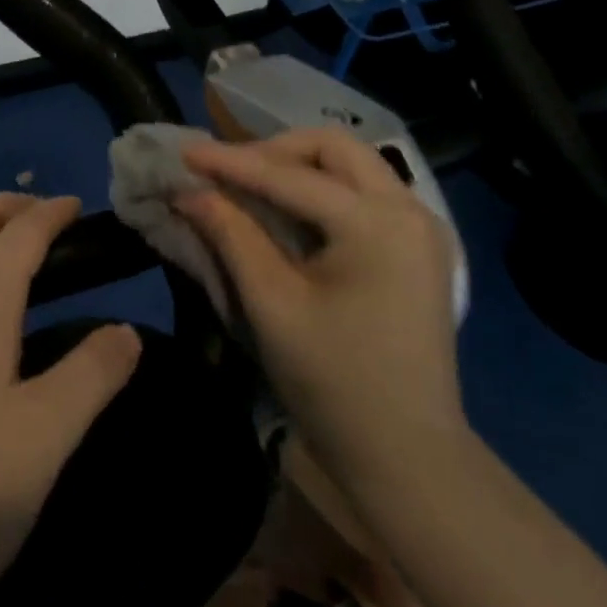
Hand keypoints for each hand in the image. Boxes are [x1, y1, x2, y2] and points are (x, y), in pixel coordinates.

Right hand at [177, 129, 466, 487]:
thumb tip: (190, 193)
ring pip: (351, 164)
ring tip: (251, 186)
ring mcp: (422, 227)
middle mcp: (410, 209)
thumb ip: (232, 235)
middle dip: (274, 151)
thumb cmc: (335, 384)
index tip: (185, 152)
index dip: (231, 162)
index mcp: (378, 224)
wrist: (410, 458)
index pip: (290, 176)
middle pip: (334, 148)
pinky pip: (364, 192)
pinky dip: (322, 189)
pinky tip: (290, 210)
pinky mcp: (420, 247)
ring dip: (298, 166)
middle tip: (229, 173)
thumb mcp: (272, 305)